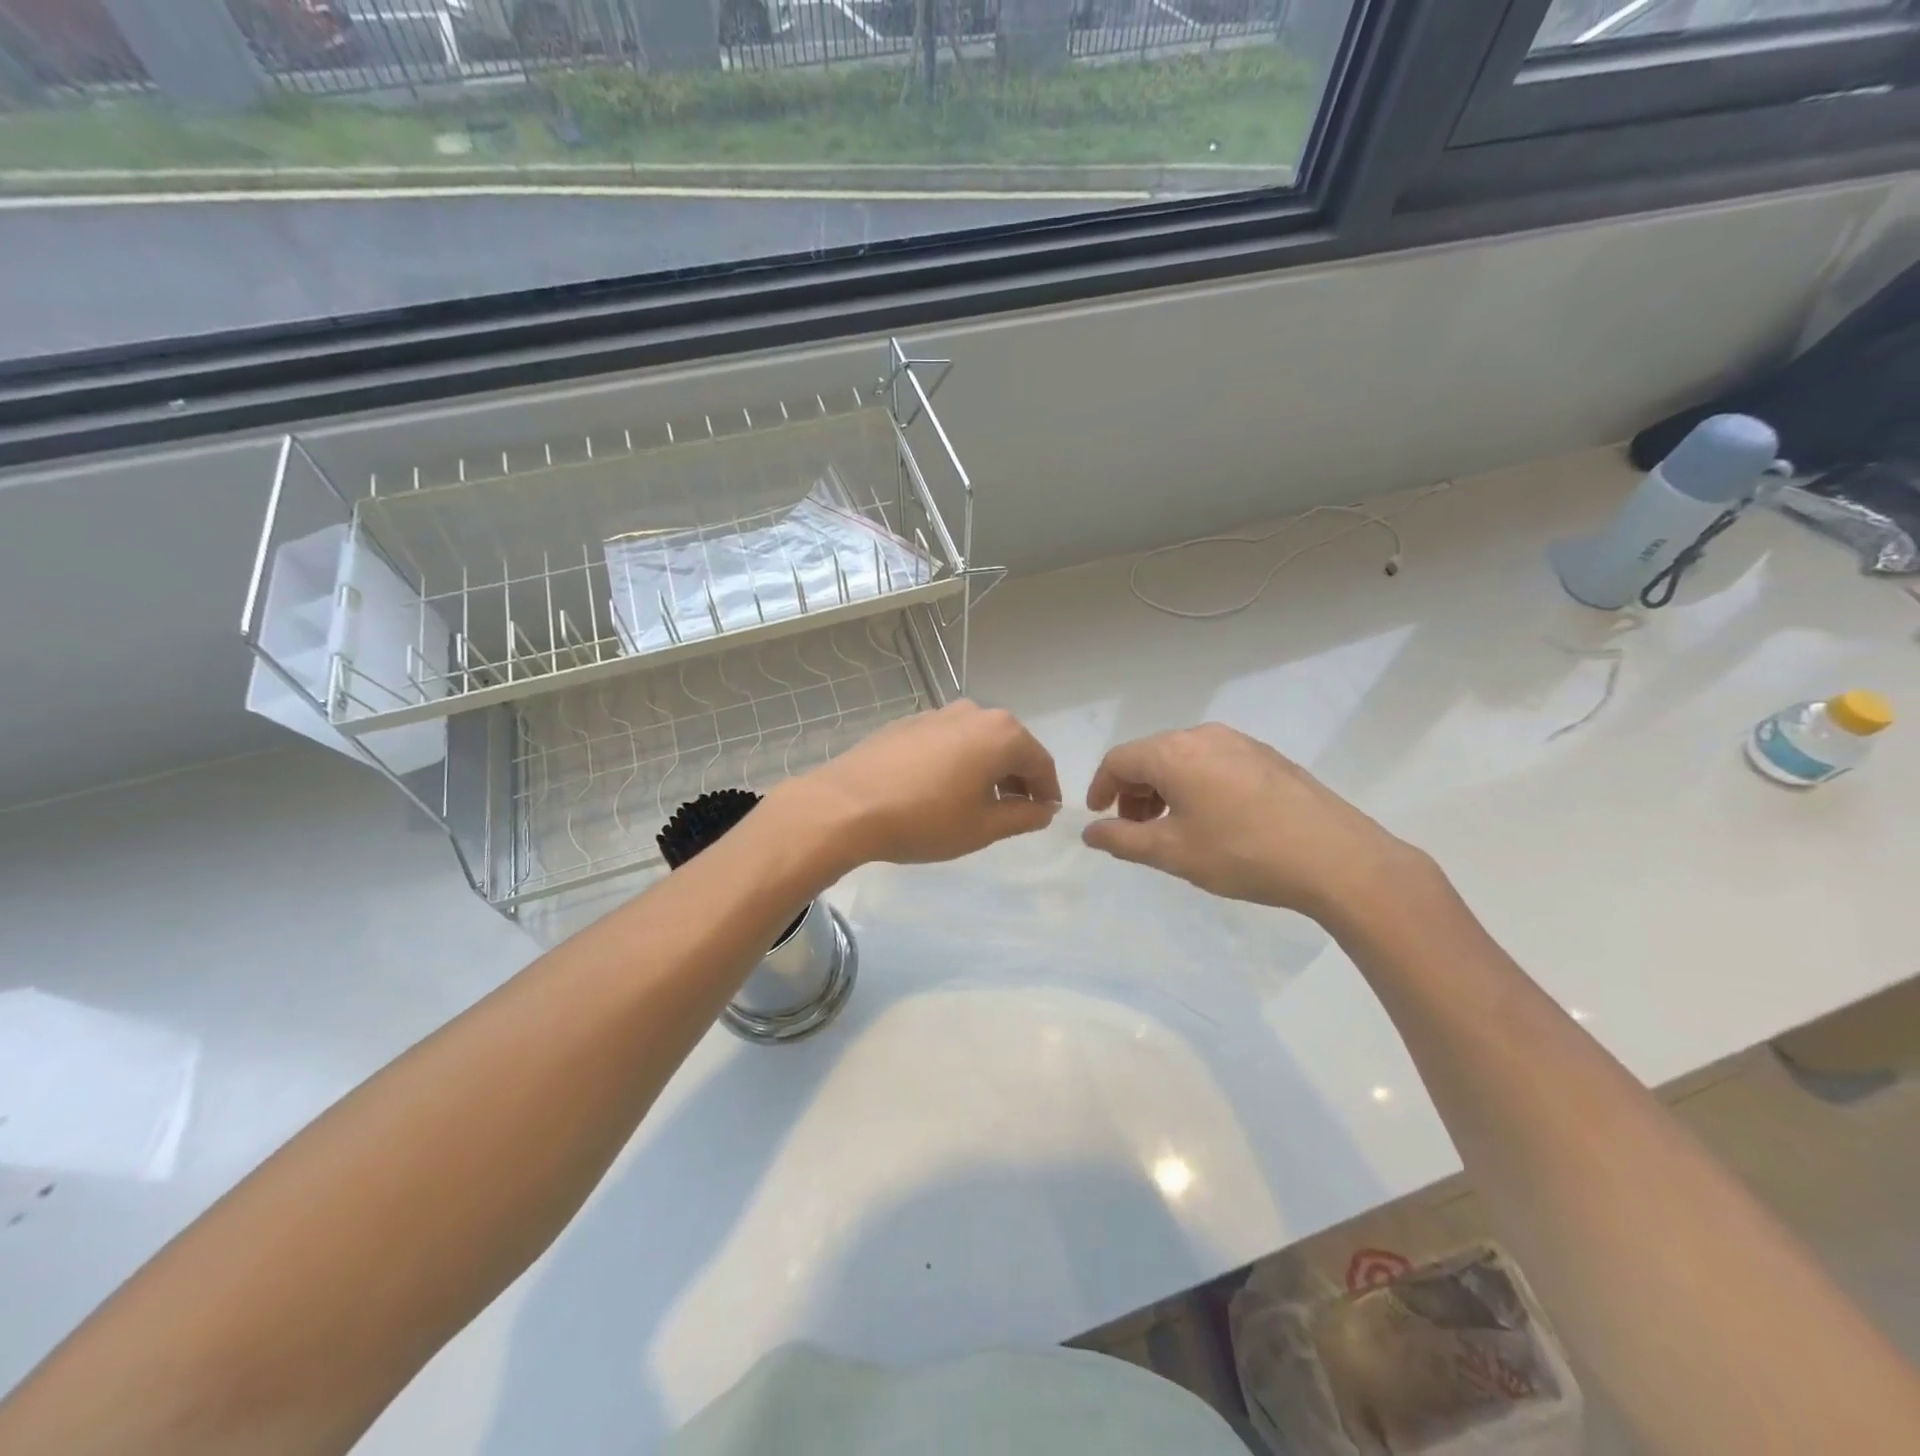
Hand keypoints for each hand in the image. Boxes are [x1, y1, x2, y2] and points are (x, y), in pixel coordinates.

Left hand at [783, 701, 1061, 868]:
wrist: (846, 806)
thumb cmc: (924, 819)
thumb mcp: (982, 828)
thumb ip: (1023, 817)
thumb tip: (1044, 809)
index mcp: (1001, 734)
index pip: (1040, 762)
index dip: (1047, 791)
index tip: (1044, 814)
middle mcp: (973, 713)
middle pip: (1009, 746)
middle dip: (1017, 778)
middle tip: (1013, 811)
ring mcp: (937, 713)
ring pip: (977, 741)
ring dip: (986, 768)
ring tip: (976, 803)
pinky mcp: (907, 722)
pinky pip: (947, 740)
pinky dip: (956, 761)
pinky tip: (939, 789)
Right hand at [1081, 723, 1423, 922]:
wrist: (1336, 859)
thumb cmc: (1242, 853)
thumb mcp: (1172, 852)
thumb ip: (1122, 840)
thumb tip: (1090, 832)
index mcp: (1174, 752)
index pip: (1119, 760)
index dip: (1100, 788)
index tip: (1099, 818)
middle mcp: (1204, 735)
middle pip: (1150, 755)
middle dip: (1133, 791)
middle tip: (1135, 830)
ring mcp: (1240, 743)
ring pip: (1183, 759)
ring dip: (1164, 789)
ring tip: (1172, 828)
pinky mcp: (1267, 757)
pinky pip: (1213, 763)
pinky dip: (1195, 786)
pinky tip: (1212, 820)